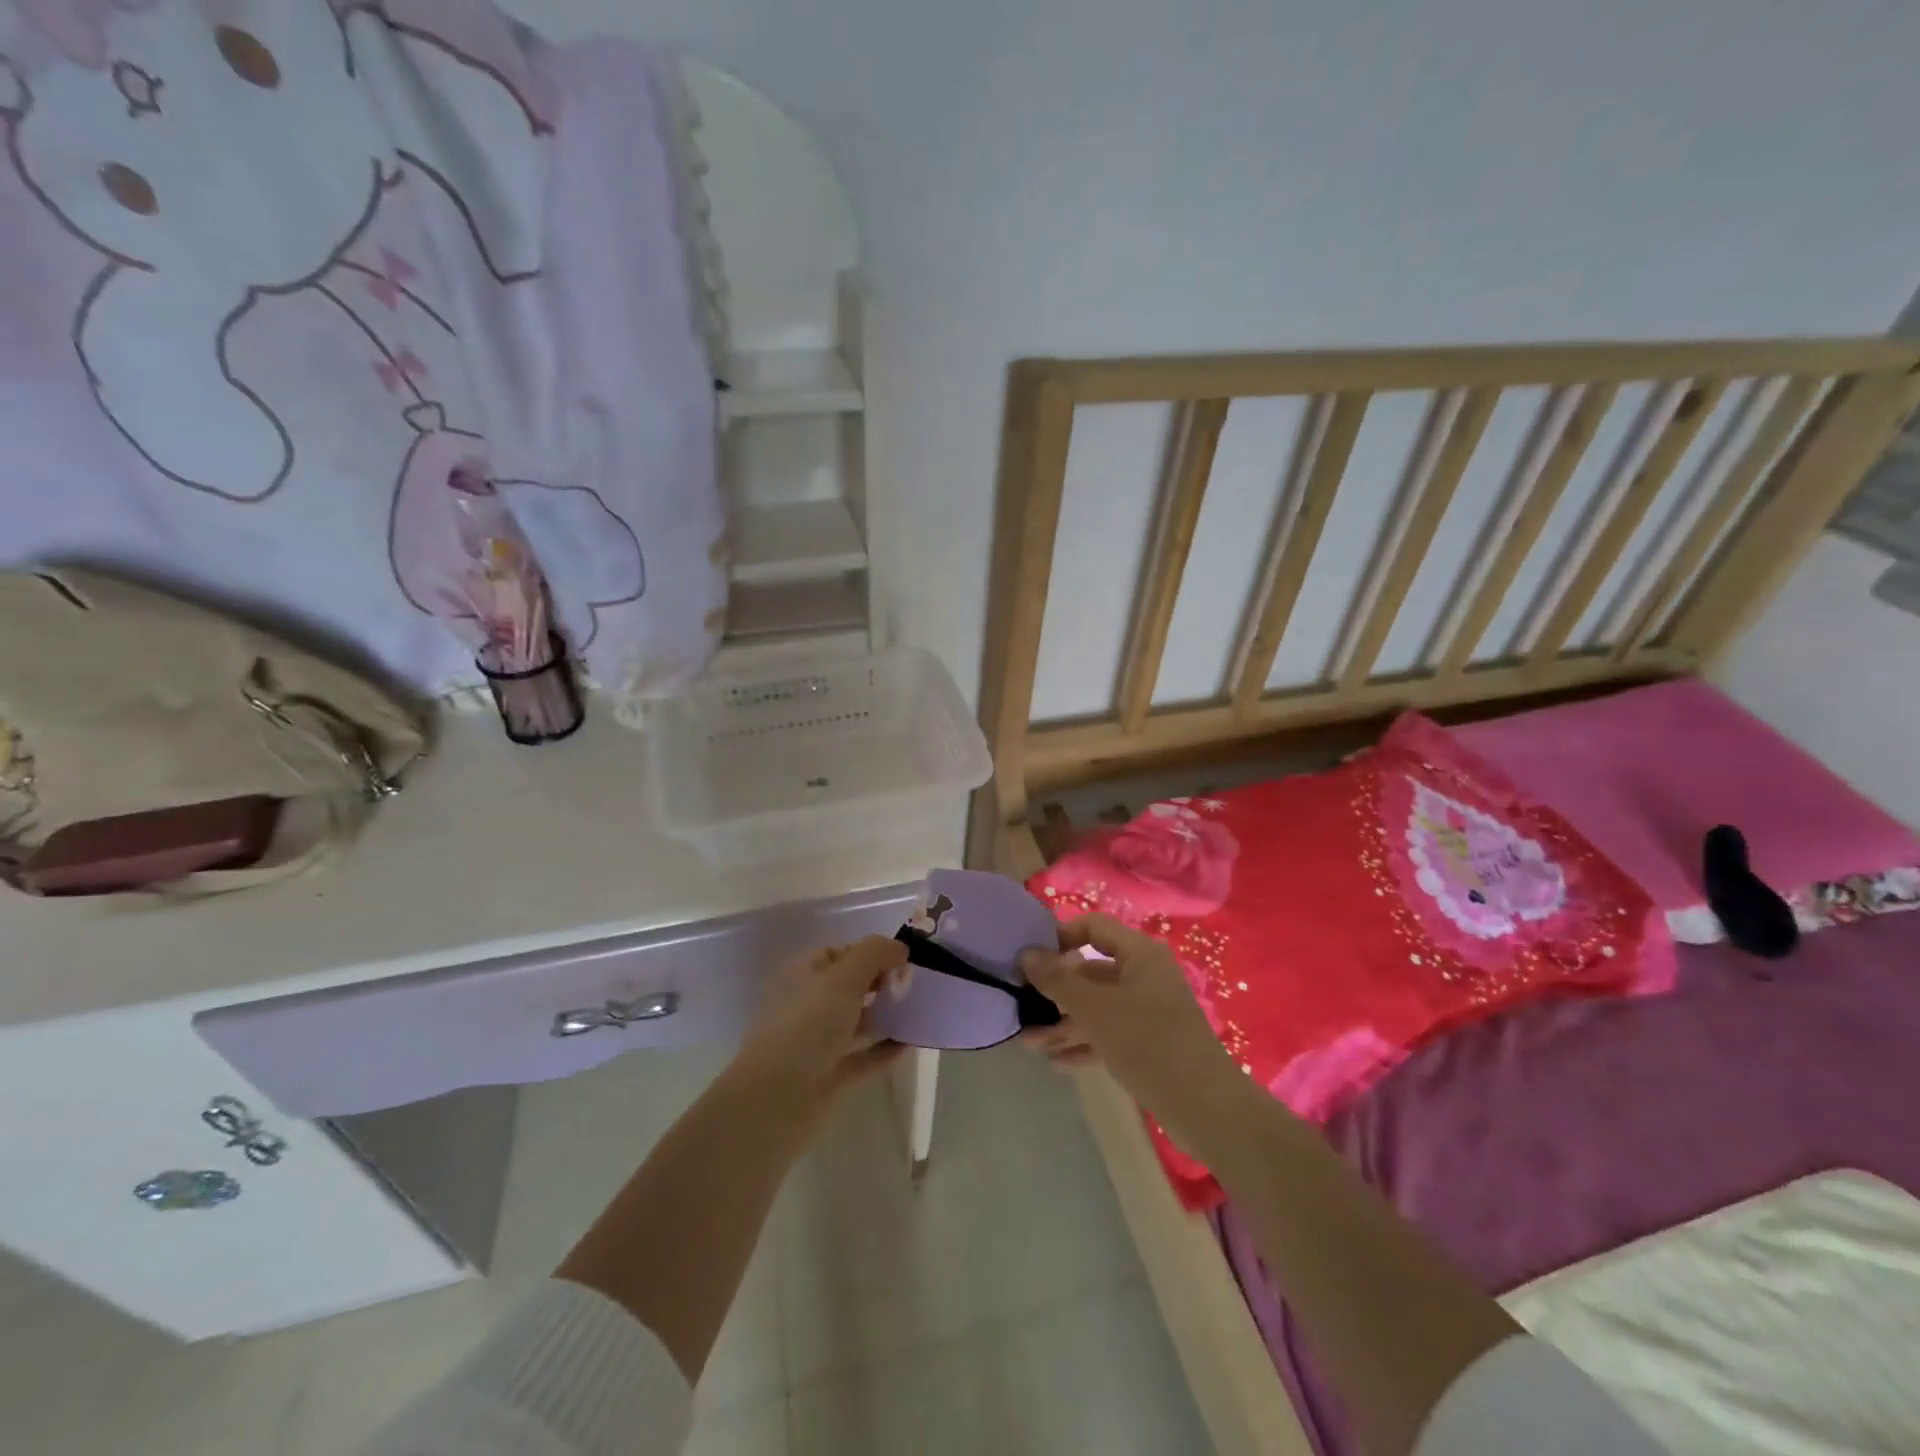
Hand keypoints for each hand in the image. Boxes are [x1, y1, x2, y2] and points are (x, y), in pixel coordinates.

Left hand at [736, 935, 908, 1107]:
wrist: (776, 1099)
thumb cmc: (808, 1024)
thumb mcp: (844, 977)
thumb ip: (875, 954)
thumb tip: (899, 948)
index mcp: (804, 975)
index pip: (840, 953)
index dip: (872, 952)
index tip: (904, 960)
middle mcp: (809, 1005)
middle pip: (850, 986)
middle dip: (882, 983)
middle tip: (916, 986)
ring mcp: (818, 1043)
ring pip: (857, 1022)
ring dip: (886, 1016)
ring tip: (920, 1012)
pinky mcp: (829, 1077)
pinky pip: (862, 1057)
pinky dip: (884, 1050)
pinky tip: (910, 1044)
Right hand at [1018, 914, 1249, 1145]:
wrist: (1206, 1108)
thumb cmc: (1149, 1043)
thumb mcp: (1096, 1009)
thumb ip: (1058, 980)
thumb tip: (1026, 954)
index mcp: (1139, 955)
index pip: (1094, 928)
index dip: (1060, 937)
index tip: (1030, 958)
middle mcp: (1144, 976)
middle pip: (1091, 972)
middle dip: (1055, 992)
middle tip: (1021, 1007)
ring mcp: (1147, 1011)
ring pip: (1097, 1008)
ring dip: (1063, 1024)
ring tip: (1029, 1044)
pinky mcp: (1148, 1044)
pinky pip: (1108, 1034)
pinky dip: (1084, 1044)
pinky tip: (1056, 1062)